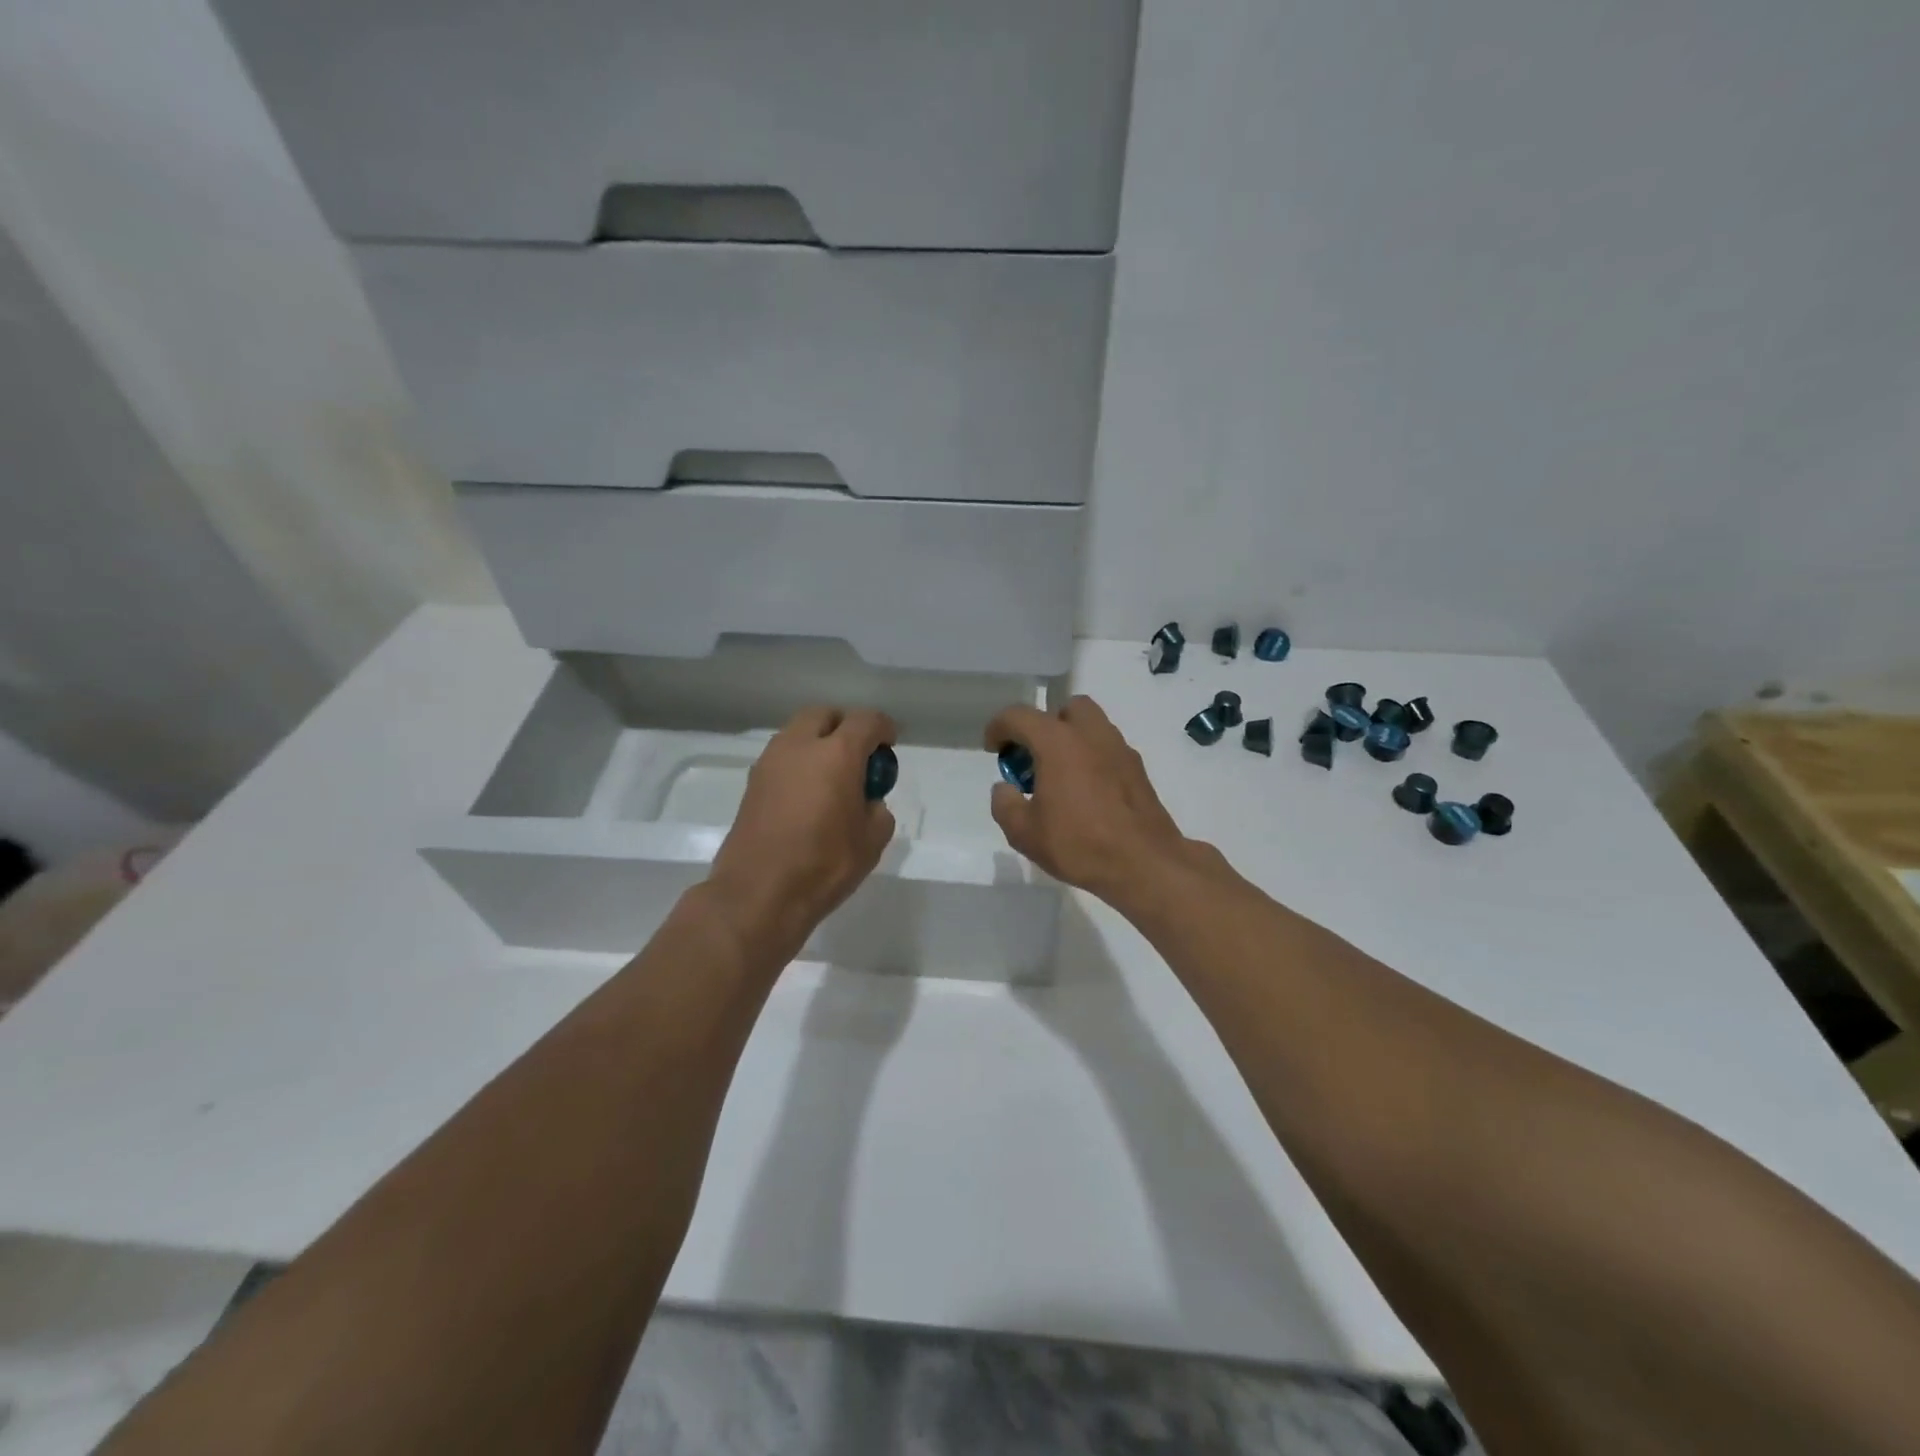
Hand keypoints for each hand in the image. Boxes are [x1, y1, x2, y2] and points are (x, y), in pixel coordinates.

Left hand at [706, 706, 897, 965]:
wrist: (758, 894)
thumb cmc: (824, 865)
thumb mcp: (872, 841)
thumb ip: (877, 810)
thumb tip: (866, 802)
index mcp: (836, 754)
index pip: (866, 721)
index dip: (883, 729)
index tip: (888, 746)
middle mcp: (799, 747)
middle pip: (825, 715)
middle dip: (845, 726)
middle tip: (858, 756)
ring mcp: (770, 762)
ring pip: (798, 733)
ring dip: (818, 742)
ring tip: (832, 777)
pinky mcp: (752, 783)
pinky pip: (782, 757)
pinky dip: (799, 763)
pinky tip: (808, 796)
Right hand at [984, 696, 1191, 905]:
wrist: (1144, 864)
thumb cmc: (1079, 844)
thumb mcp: (1024, 833)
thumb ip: (1005, 805)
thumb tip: (1005, 789)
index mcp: (1058, 742)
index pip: (1019, 716)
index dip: (999, 727)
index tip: (993, 748)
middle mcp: (1091, 735)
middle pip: (1065, 709)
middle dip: (1045, 725)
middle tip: (1035, 756)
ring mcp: (1119, 749)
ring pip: (1092, 726)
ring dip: (1072, 740)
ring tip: (1060, 776)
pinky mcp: (1138, 769)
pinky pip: (1108, 749)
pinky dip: (1092, 758)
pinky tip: (1086, 792)